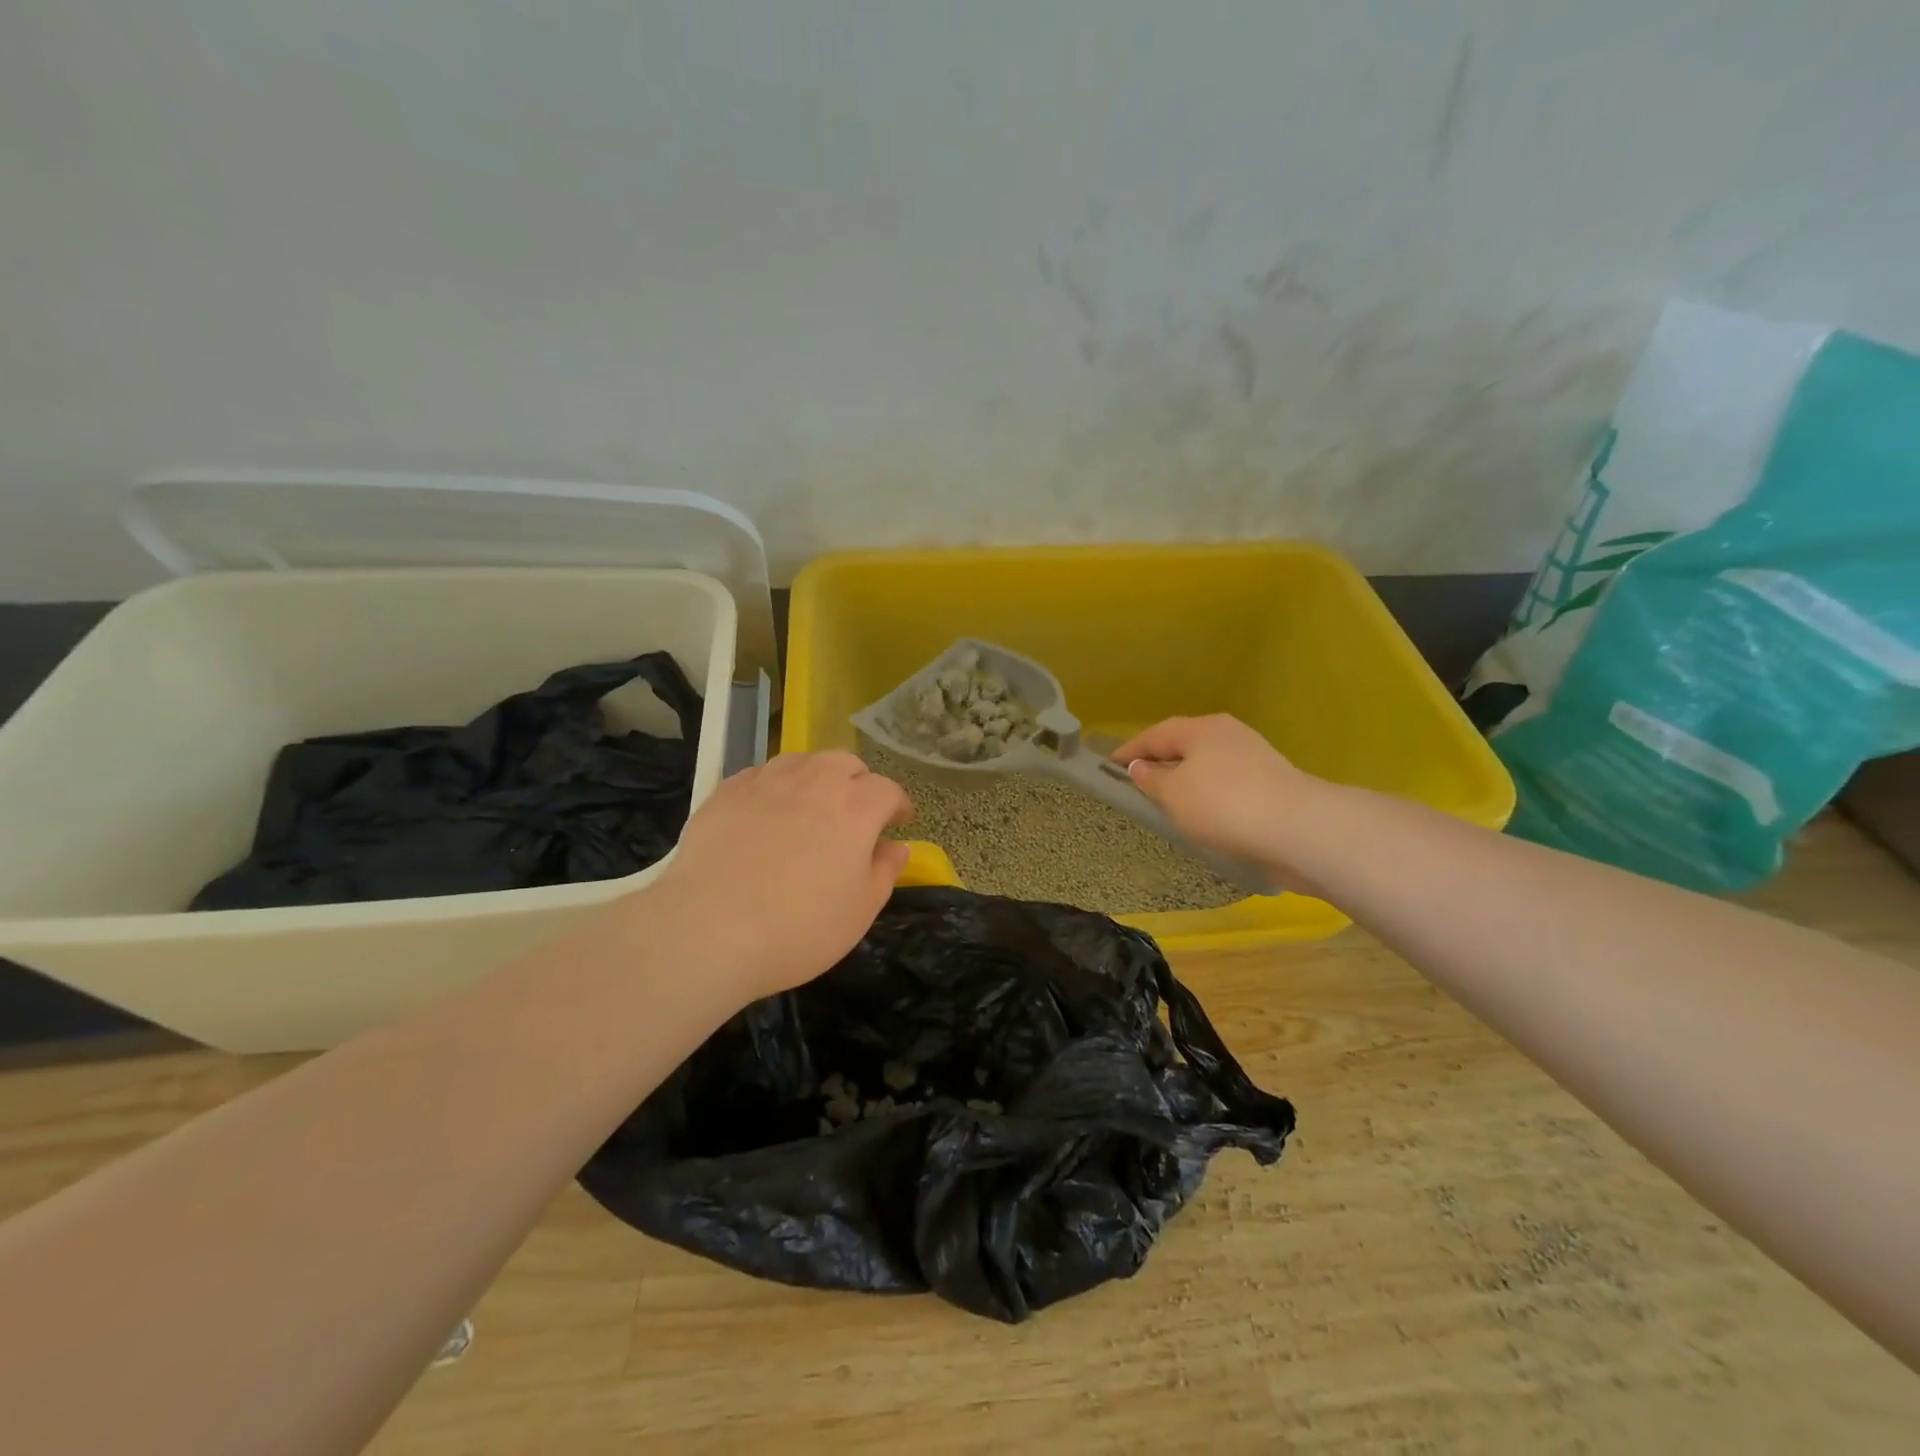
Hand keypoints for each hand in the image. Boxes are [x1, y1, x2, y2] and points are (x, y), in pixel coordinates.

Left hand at [649, 752, 911, 999]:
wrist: (708, 930)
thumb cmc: (799, 928)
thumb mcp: (859, 912)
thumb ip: (884, 872)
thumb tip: (896, 847)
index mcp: (856, 808)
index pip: (888, 789)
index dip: (897, 805)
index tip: (898, 822)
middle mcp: (815, 782)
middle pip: (846, 763)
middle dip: (858, 782)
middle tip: (855, 813)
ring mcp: (767, 782)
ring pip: (802, 761)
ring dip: (816, 777)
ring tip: (810, 805)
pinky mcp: (726, 791)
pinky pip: (760, 774)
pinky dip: (774, 786)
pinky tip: (766, 812)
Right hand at [1110, 715, 1324, 887]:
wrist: (1298, 829)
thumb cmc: (1223, 805)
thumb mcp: (1175, 794)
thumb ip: (1153, 780)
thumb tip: (1140, 767)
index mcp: (1201, 729)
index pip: (1156, 734)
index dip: (1131, 750)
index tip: (1110, 765)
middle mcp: (1229, 734)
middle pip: (1185, 745)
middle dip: (1162, 762)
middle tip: (1139, 782)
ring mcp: (1255, 758)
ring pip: (1209, 765)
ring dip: (1188, 780)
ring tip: (1170, 802)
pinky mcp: (1271, 784)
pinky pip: (1227, 785)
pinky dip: (1210, 795)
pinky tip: (1205, 815)